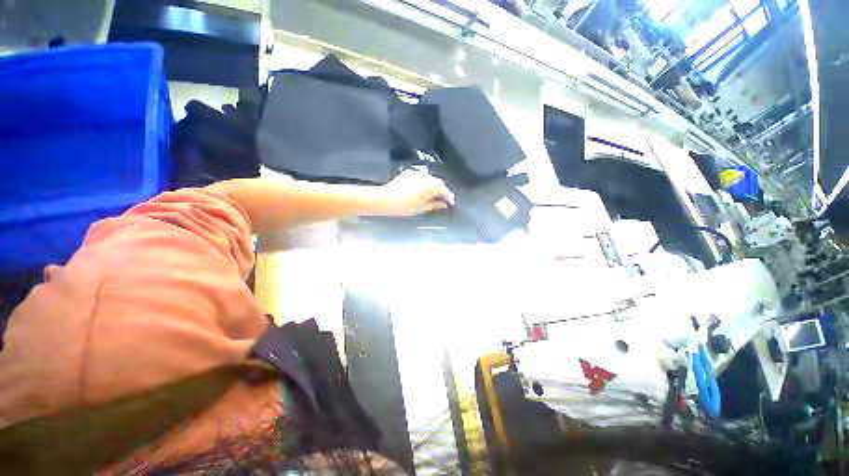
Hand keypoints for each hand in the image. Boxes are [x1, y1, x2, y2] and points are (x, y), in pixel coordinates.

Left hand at [377, 170, 454, 216]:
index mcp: (430, 186)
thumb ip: (435, 205)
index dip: (449, 197)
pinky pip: (421, 177)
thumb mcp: (421, 208)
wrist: (386, 199)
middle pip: (438, 182)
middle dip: (442, 190)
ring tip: (432, 195)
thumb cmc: (404, 206)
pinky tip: (421, 190)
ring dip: (433, 186)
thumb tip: (443, 204)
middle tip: (442, 199)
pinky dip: (424, 183)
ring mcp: (417, 174)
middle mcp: (425, 177)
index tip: (450, 203)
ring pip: (430, 179)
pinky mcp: (409, 173)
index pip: (444, 190)